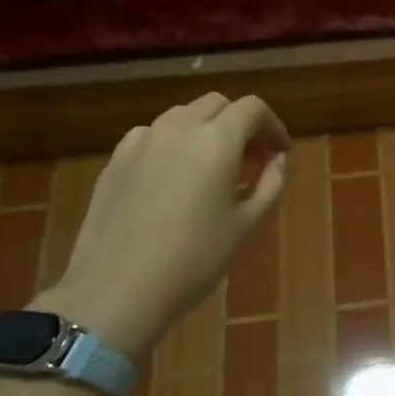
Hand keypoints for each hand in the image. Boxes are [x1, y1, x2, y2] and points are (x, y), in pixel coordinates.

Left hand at [34, 93, 288, 358]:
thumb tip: (276, 161)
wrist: (116, 291)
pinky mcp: (115, 160)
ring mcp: (141, 141)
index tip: (280, 153)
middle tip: (252, 158)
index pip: (253, 109)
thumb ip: (269, 184)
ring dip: (206, 130)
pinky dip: (172, 143)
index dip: (273, 126)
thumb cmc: (194, 260)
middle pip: (217, 104)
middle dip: (240, 123)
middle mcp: (178, 128)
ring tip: (213, 166)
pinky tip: (173, 177)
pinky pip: (152, 136)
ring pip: (182, 116)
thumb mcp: (246, 225)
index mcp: (217, 141)